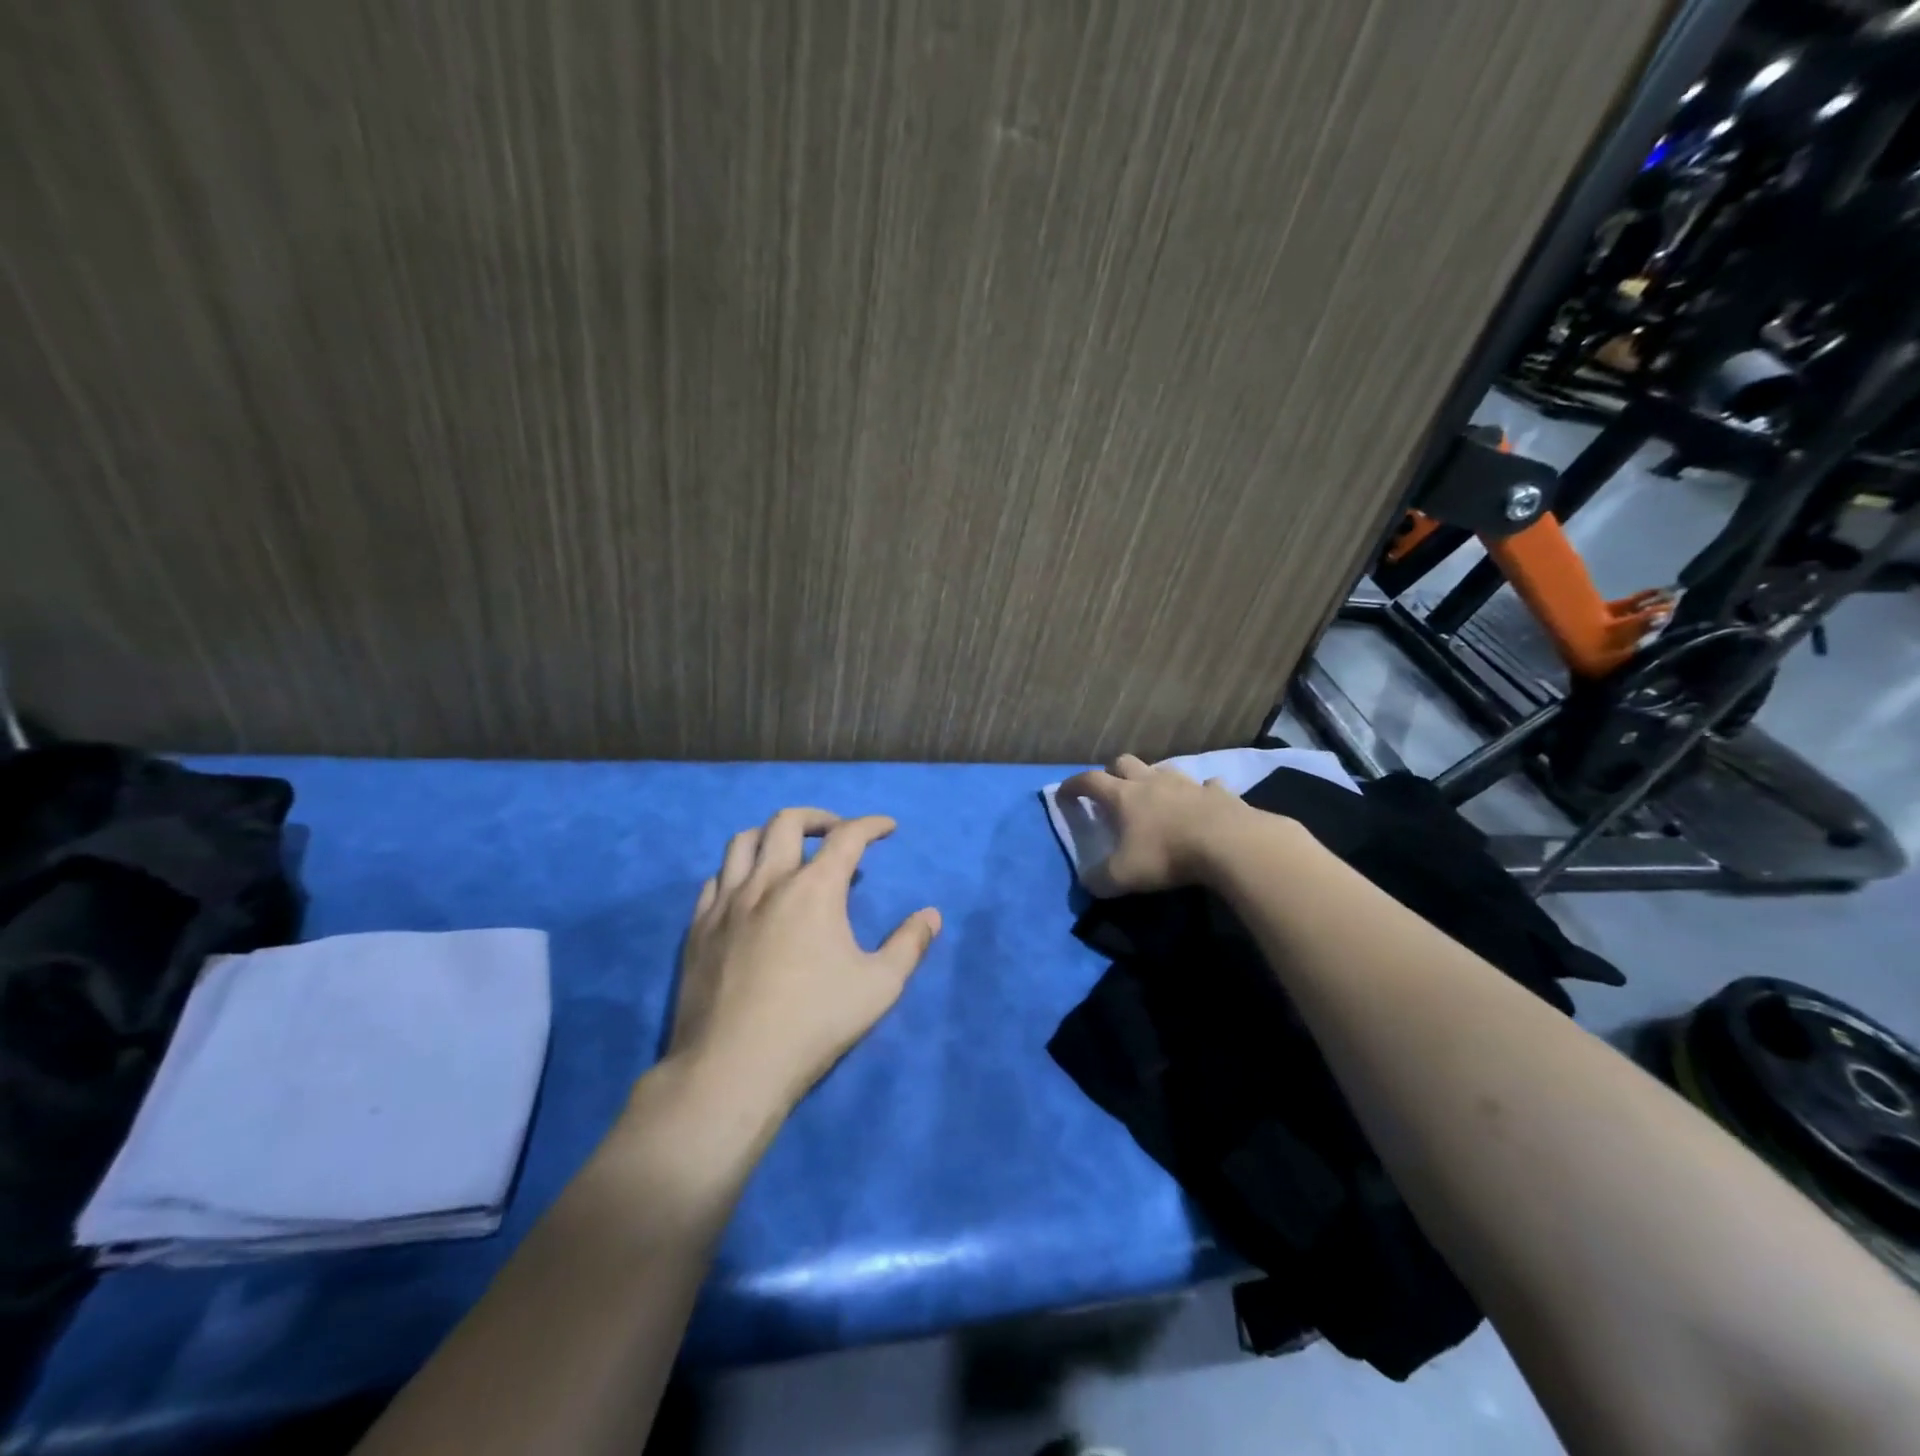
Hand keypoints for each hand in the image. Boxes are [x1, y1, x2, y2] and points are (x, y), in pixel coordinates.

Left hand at [665, 807, 941, 1114]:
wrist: (733, 1067)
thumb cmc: (814, 1023)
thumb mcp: (879, 987)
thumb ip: (909, 945)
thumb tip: (932, 915)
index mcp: (814, 889)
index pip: (847, 836)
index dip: (872, 824)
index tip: (887, 828)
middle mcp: (768, 882)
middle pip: (787, 822)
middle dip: (819, 817)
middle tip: (837, 833)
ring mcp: (727, 903)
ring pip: (742, 841)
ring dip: (771, 834)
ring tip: (789, 851)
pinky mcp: (698, 928)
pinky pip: (715, 878)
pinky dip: (738, 870)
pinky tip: (748, 890)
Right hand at [1056, 754, 1250, 896]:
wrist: (1229, 844)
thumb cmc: (1167, 855)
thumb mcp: (1123, 876)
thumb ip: (1099, 879)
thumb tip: (1087, 882)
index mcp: (1123, 796)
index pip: (1089, 781)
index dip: (1073, 786)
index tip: (1064, 794)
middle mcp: (1152, 782)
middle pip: (1125, 762)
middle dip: (1113, 772)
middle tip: (1111, 791)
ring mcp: (1187, 784)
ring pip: (1164, 769)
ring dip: (1155, 779)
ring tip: (1156, 797)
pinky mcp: (1219, 793)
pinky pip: (1207, 786)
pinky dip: (1201, 793)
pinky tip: (1203, 804)